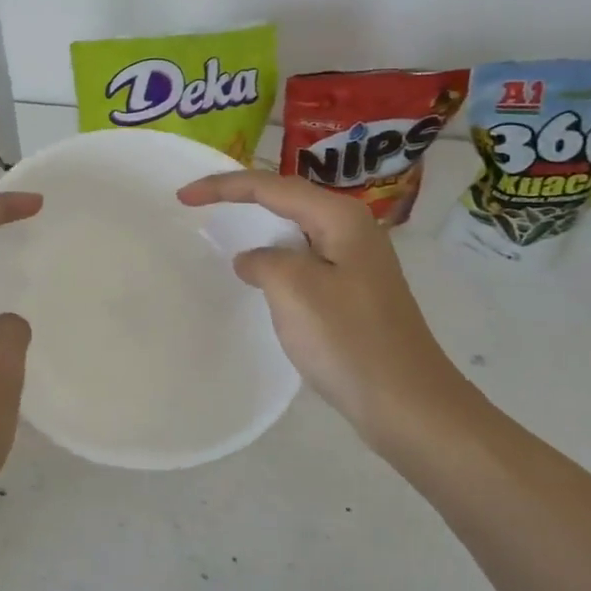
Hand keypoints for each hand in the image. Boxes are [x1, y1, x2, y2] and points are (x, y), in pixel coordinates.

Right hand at [177, 171, 471, 457]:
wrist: (407, 404)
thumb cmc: (349, 340)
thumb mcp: (295, 290)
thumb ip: (264, 261)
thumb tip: (253, 260)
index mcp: (340, 218)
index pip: (272, 187)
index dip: (224, 186)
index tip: (183, 198)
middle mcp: (352, 229)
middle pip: (287, 199)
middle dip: (242, 196)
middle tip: (198, 203)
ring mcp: (356, 261)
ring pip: (296, 229)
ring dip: (259, 226)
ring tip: (222, 227)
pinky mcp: (354, 291)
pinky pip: (304, 259)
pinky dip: (275, 257)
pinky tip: (260, 274)